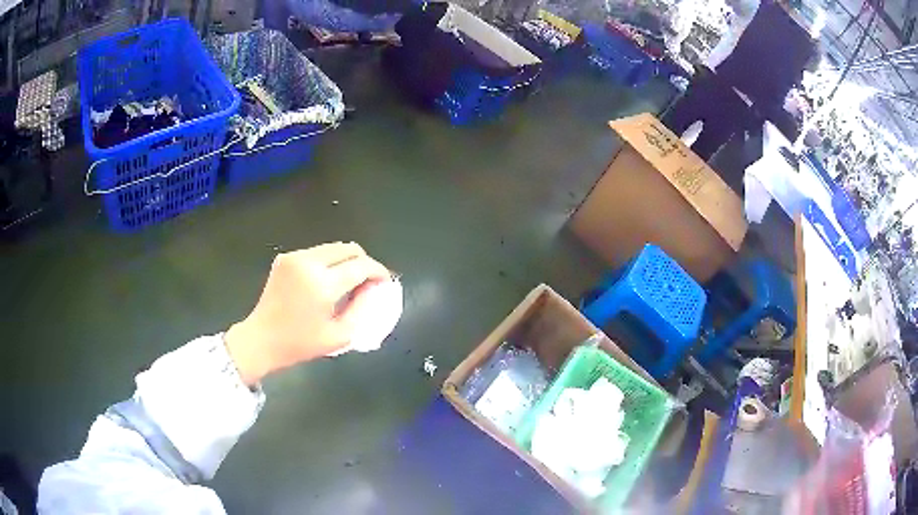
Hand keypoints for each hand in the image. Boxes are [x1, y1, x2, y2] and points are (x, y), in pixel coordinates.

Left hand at [224, 242, 391, 384]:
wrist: (262, 339)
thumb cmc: (300, 344)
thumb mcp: (339, 336)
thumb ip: (362, 309)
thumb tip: (374, 289)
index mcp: (322, 284)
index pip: (361, 266)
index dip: (378, 271)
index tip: (385, 281)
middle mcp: (308, 263)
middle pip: (348, 248)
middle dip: (364, 262)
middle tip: (368, 281)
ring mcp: (294, 257)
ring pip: (333, 248)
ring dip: (346, 261)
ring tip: (348, 282)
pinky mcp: (285, 258)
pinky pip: (317, 252)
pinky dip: (329, 262)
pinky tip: (326, 281)